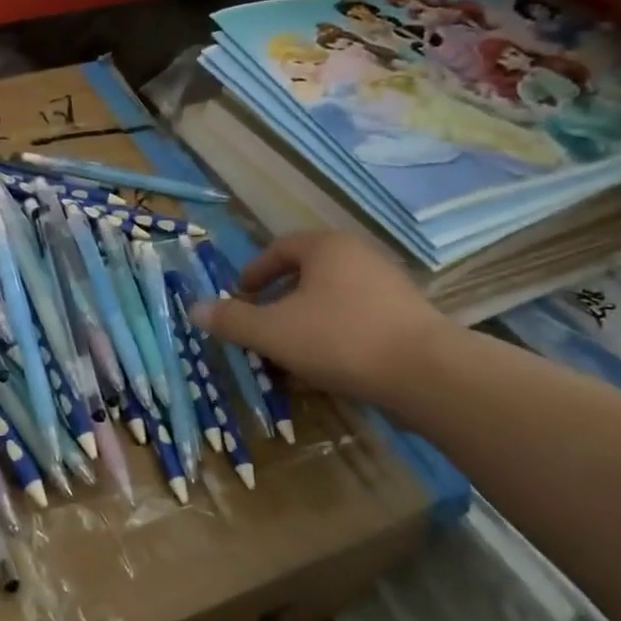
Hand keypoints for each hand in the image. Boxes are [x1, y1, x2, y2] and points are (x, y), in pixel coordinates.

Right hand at [187, 231, 452, 406]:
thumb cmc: (339, 339)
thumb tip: (194, 309)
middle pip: (306, 273)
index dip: (253, 273)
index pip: (279, 248)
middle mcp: (359, 256)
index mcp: (326, 247)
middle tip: (260, 326)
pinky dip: (333, 334)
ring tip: (289, 351)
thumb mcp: (272, 331)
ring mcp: (388, 285)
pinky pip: (356, 317)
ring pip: (331, 298)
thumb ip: (232, 320)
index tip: (239, 298)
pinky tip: (327, 365)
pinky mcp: (408, 316)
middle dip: (278, 300)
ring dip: (304, 320)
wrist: (426, 373)